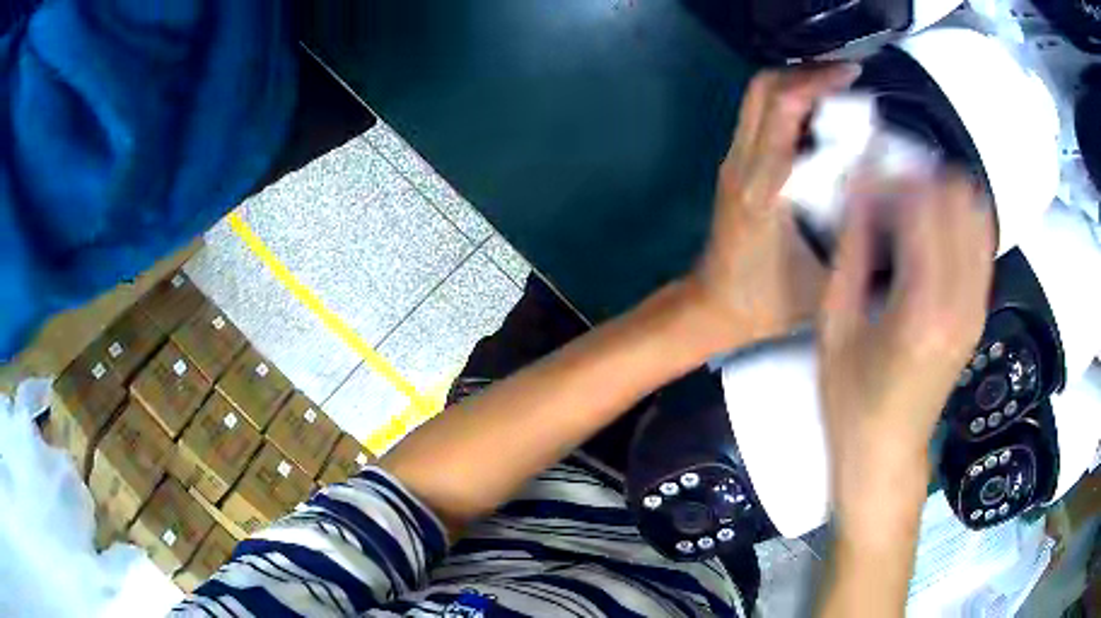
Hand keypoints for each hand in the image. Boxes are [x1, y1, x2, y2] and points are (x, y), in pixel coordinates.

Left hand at [691, 64, 861, 346]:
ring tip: (837, 88)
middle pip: (762, 88)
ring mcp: (733, 161)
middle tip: (846, 75)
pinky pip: (758, 115)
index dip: (817, 81)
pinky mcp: (734, 166)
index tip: (852, 73)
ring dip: (795, 83)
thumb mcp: (825, 280)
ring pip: (756, 97)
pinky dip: (788, 102)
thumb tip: (892, 194)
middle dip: (805, 72)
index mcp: (765, 188)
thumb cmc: (769, 303)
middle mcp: (742, 164)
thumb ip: (856, 238)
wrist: (714, 306)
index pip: (784, 108)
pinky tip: (819, 115)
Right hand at [818, 173, 994, 537]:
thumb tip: (860, 184)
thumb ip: (853, 247)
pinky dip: (958, 221)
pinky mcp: (980, 311)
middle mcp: (963, 300)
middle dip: (921, 180)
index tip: (866, 181)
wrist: (886, 453)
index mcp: (923, 307)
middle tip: (888, 197)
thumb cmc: (851, 399)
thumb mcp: (835, 323)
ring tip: (909, 213)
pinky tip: (929, 235)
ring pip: (977, 213)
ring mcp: (977, 306)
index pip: (926, 202)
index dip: (893, 177)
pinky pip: (981, 241)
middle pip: (960, 197)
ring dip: (943, 197)